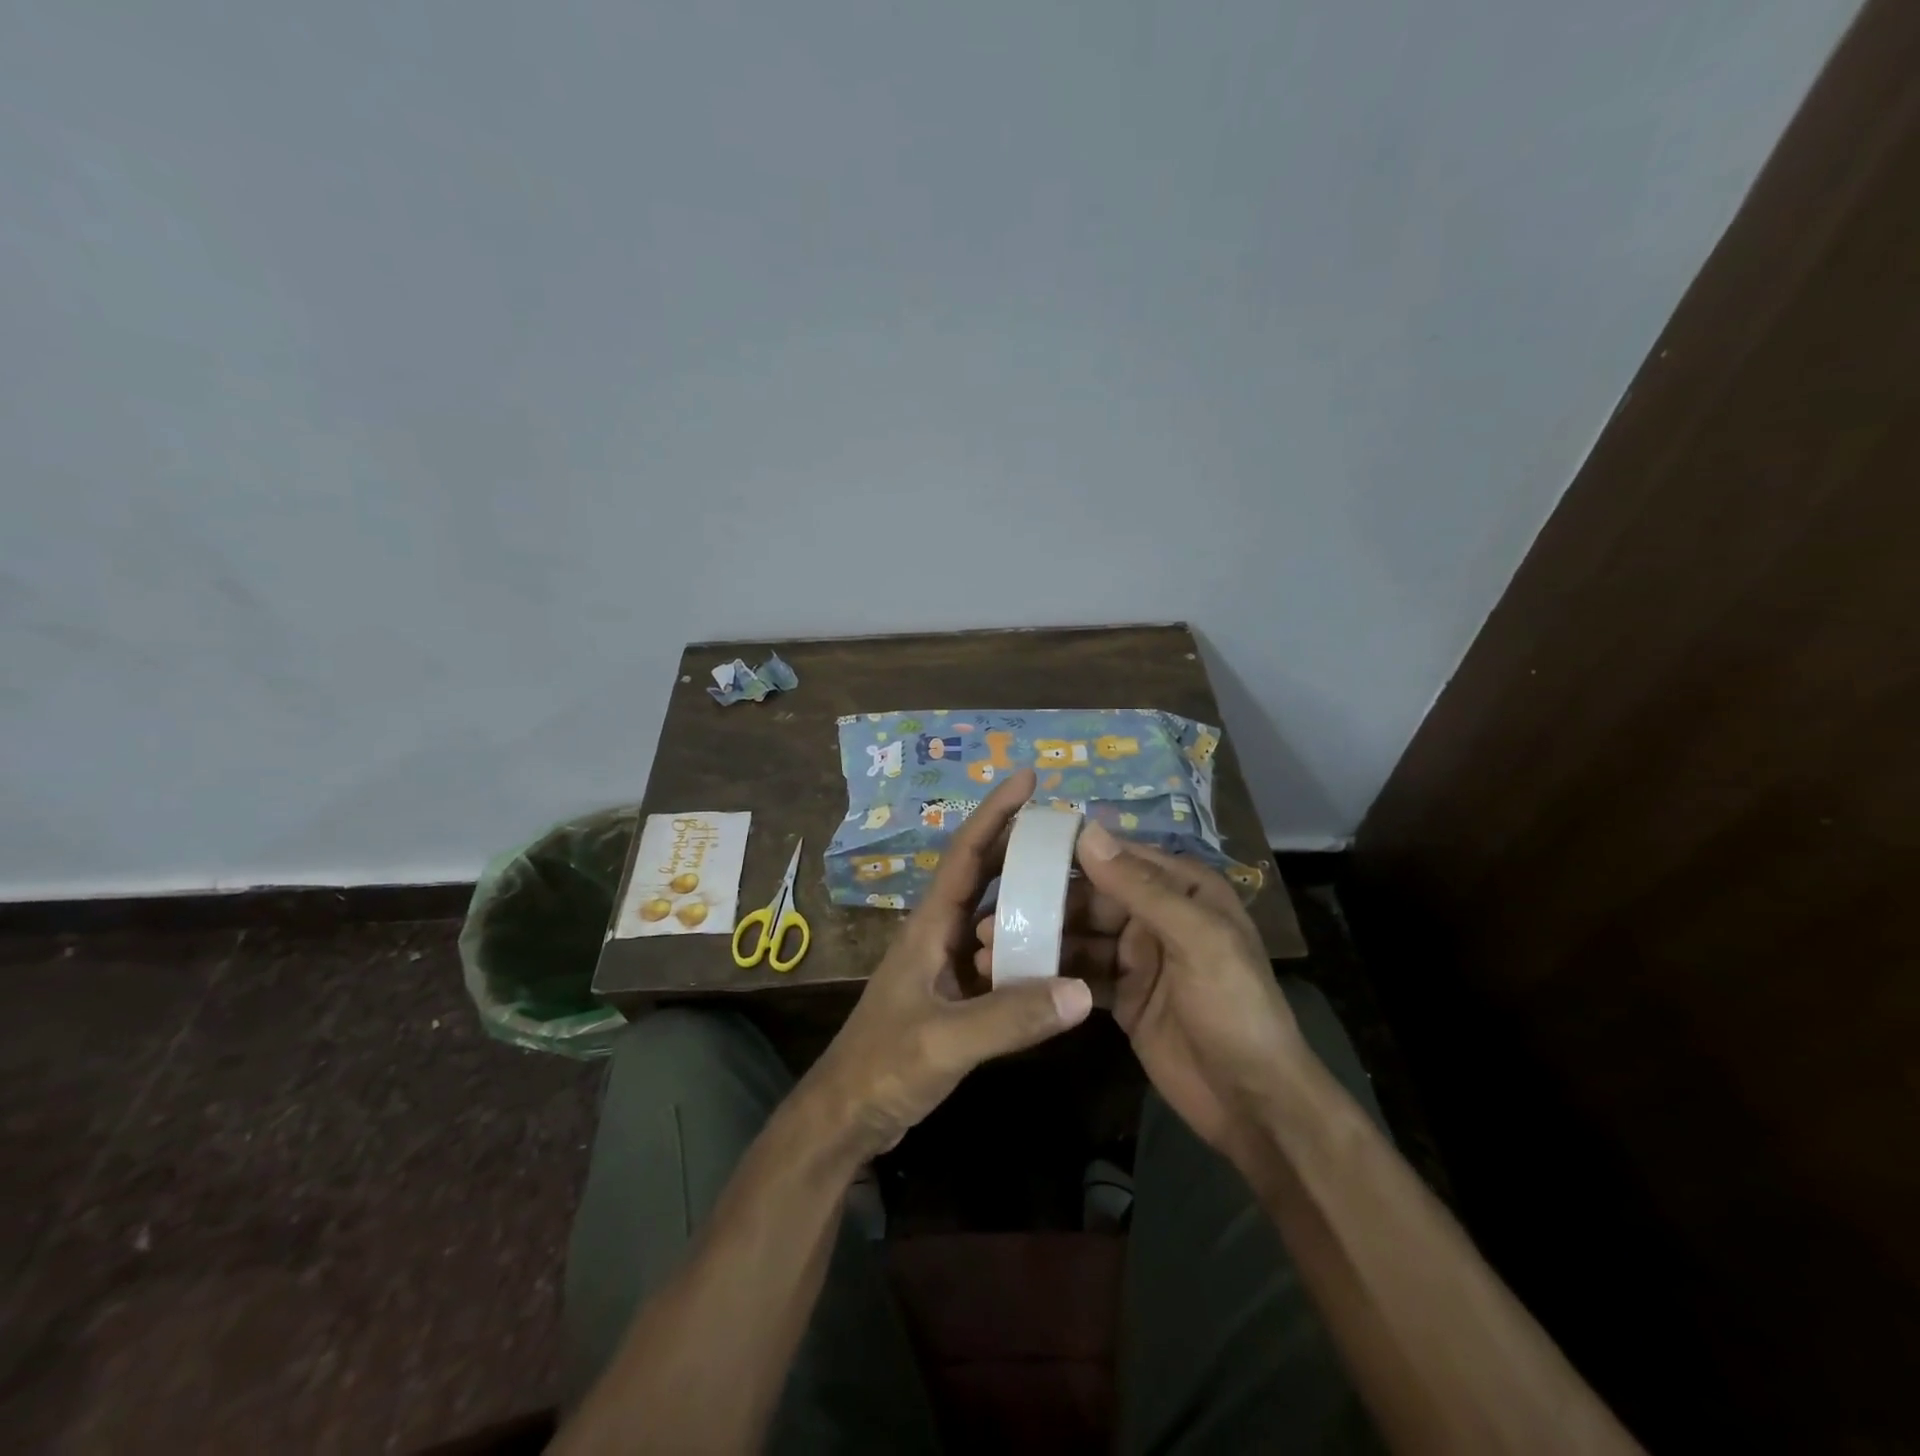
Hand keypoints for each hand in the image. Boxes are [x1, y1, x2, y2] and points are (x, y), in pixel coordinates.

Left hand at [800, 768, 1093, 1162]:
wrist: (848, 1115)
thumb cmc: (884, 1065)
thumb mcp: (945, 1040)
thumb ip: (1010, 1017)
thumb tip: (1081, 991)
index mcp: (930, 925)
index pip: (967, 854)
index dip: (995, 812)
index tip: (1028, 777)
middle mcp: (940, 933)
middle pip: (985, 875)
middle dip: (1020, 844)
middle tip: (1069, 829)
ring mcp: (948, 964)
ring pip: (996, 916)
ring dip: (1029, 896)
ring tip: (1076, 884)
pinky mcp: (957, 994)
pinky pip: (1001, 958)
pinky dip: (1028, 947)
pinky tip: (1061, 953)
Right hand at [978, 822, 1306, 1165]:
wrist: (1253, 1103)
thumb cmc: (1233, 1007)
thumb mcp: (1195, 939)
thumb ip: (1140, 886)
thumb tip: (1086, 831)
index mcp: (1183, 889)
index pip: (1118, 857)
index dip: (1070, 854)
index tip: (1015, 853)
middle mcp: (1158, 914)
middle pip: (1092, 898)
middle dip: (1046, 905)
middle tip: (995, 914)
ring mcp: (1139, 956)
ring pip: (1081, 936)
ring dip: (1041, 940)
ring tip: (992, 946)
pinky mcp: (1124, 994)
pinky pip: (1082, 972)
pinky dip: (1052, 972)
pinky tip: (1015, 977)